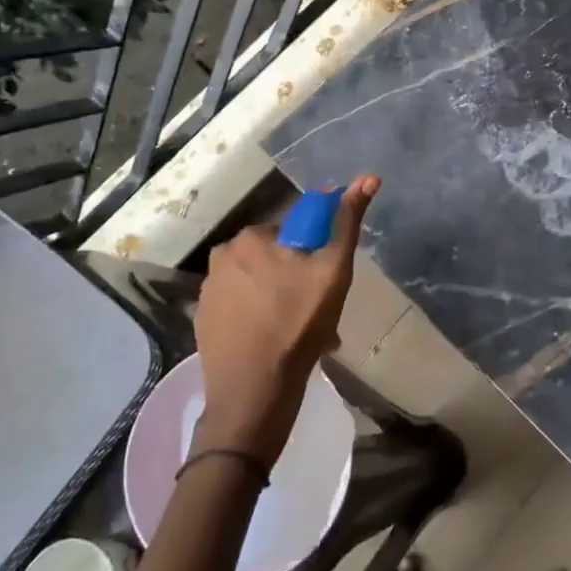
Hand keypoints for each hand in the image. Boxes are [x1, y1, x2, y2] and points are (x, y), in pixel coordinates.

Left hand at [191, 176, 378, 465]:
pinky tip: (275, 342)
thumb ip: (348, 222)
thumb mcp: (333, 270)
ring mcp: (207, 292)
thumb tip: (368, 177)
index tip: (323, 283)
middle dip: (296, 278)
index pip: (293, 233)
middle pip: (274, 259)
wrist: (254, 393)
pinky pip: (240, 309)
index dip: (314, 256)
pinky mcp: (202, 322)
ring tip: (300, 332)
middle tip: (317, 310)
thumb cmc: (297, 325)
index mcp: (248, 239)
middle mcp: (221, 257)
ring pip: (257, 285)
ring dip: (278, 299)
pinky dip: (258, 318)